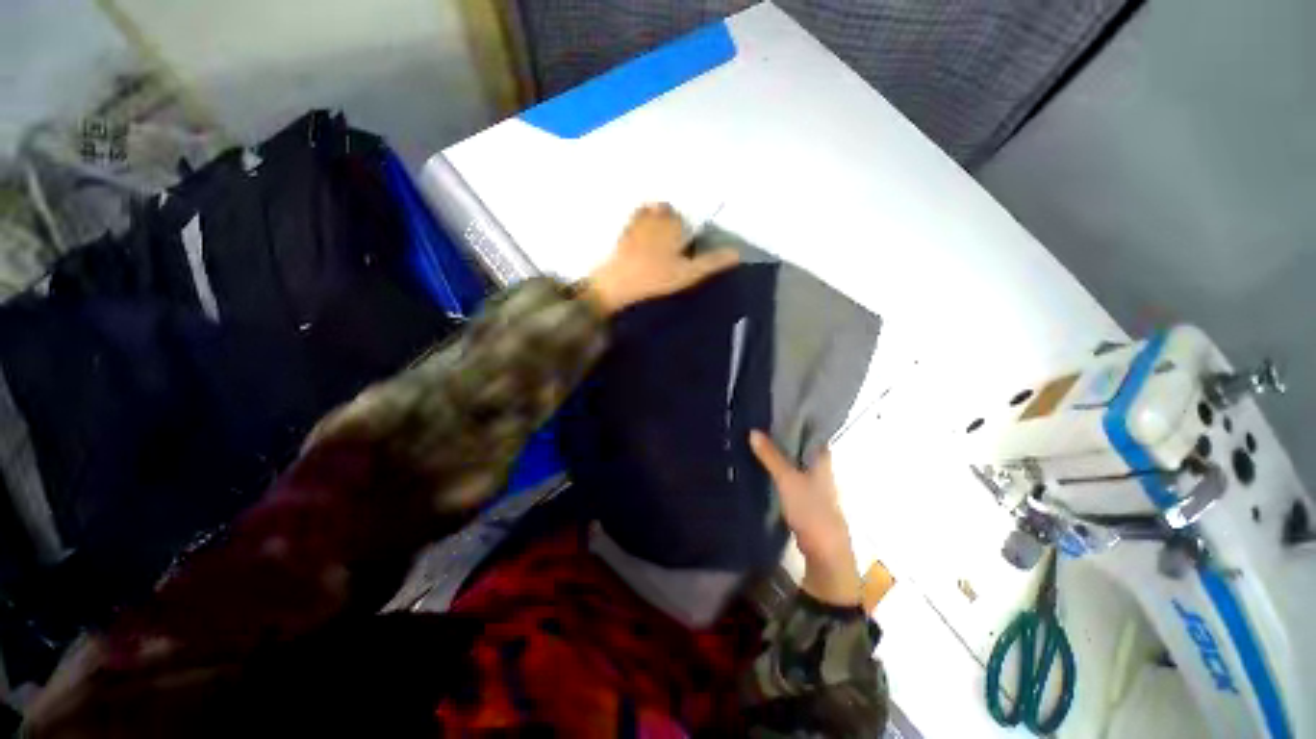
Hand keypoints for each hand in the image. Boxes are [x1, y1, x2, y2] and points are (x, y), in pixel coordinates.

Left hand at [586, 203, 738, 313]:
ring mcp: (636, 223)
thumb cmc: (655, 278)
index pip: (685, 219)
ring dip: (657, 218)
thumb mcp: (688, 274)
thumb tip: (737, 254)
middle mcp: (656, 217)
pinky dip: (639, 221)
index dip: (687, 230)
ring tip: (659, 240)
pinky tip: (640, 236)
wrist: (617, 284)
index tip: (686, 244)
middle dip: (673, 222)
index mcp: (673, 224)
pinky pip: (633, 219)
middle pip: (668, 212)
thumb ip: (712, 262)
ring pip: (651, 212)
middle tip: (674, 243)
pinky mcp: (622, 234)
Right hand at [750, 430, 862, 606]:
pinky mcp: (803, 497)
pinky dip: (777, 469)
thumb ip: (771, 456)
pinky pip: (788, 475)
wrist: (824, 551)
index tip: (775, 410)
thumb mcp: (787, 479)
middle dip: (781, 435)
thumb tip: (753, 431)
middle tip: (758, 422)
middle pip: (800, 445)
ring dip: (778, 452)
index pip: (810, 430)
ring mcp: (812, 483)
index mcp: (822, 458)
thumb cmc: (811, 509)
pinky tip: (761, 466)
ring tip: (755, 440)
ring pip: (793, 460)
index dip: (795, 419)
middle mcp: (819, 467)